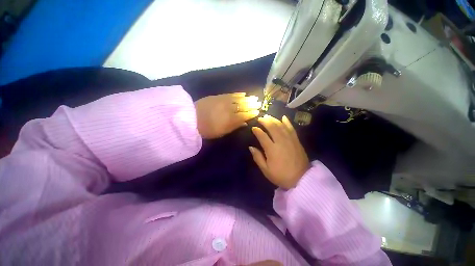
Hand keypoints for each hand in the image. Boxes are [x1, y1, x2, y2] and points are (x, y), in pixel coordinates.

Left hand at [195, 93, 260, 138]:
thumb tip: (245, 123)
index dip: (252, 113)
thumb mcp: (221, 132)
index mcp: (230, 120)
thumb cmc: (207, 129)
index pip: (244, 115)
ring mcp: (223, 101)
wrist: (191, 119)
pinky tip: (243, 93)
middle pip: (243, 106)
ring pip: (238, 99)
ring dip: (247, 98)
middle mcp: (229, 109)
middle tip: (259, 103)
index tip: (257, 111)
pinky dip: (238, 94)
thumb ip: (235, 127)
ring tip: (254, 97)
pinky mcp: (218, 96)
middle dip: (252, 104)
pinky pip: (230, 94)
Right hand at [249, 115, 309, 188]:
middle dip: (265, 121)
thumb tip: (250, 147)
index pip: (262, 136)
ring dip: (274, 120)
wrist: (301, 179)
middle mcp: (280, 141)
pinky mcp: (296, 140)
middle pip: (272, 127)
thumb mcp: (266, 170)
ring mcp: (290, 140)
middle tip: (260, 118)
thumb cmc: (281, 175)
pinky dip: (287, 122)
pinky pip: (291, 128)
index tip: (253, 128)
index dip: (257, 131)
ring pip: (281, 126)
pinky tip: (283, 117)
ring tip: (268, 116)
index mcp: (271, 149)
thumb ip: (258, 157)